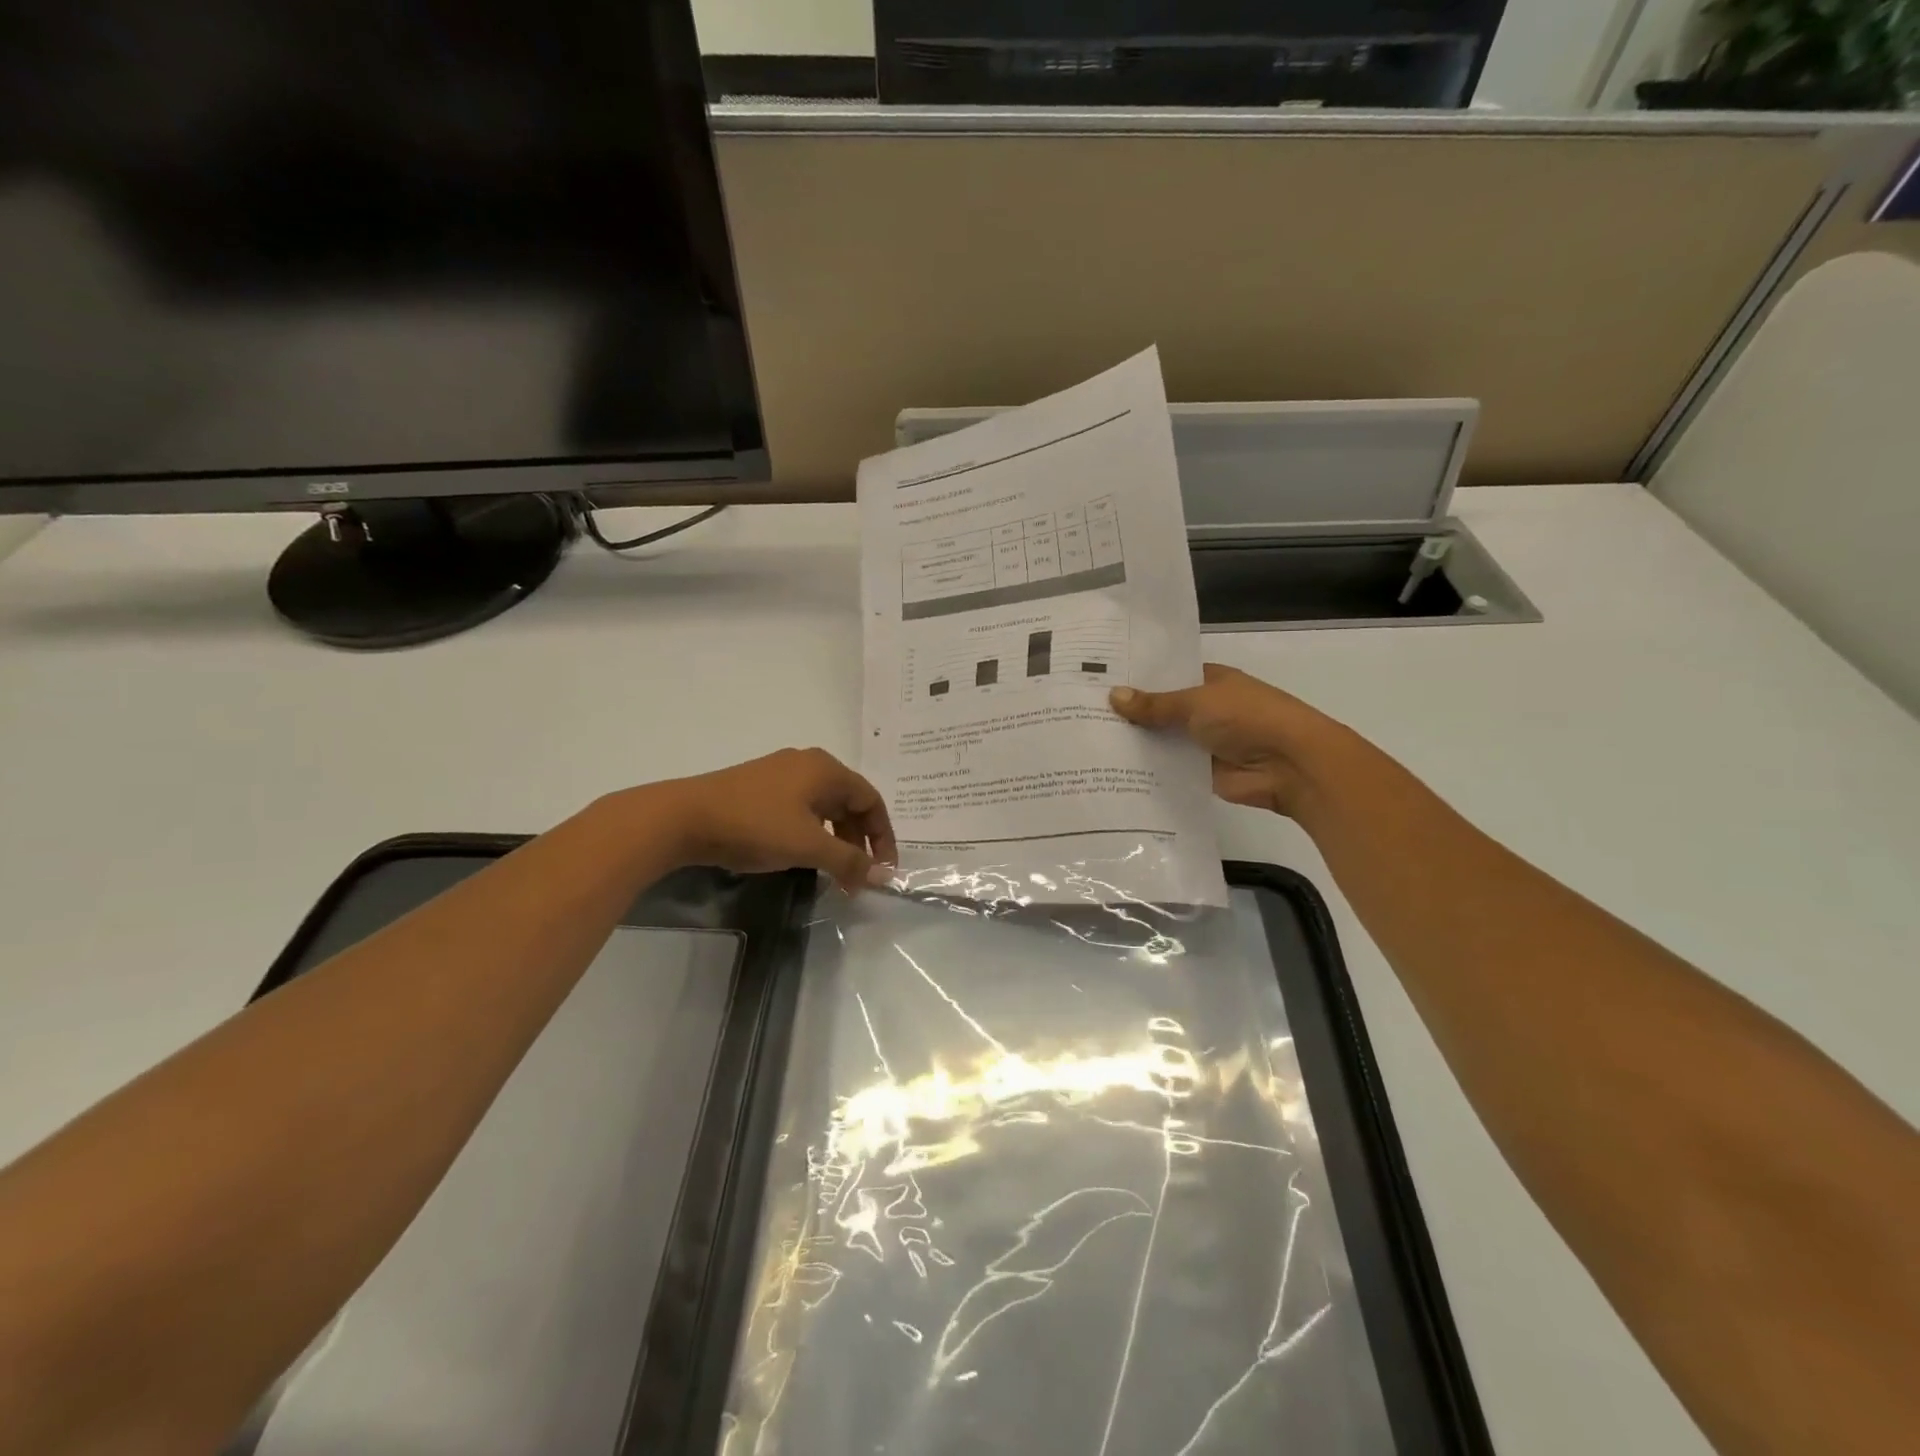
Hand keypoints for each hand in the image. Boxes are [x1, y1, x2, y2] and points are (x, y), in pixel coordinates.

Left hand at [652, 748, 897, 892]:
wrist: (683, 817)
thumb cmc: (755, 826)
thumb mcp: (808, 847)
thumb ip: (848, 860)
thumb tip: (880, 874)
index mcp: (826, 769)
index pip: (871, 800)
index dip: (883, 836)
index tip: (884, 870)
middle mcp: (808, 764)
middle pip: (849, 802)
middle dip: (858, 841)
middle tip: (857, 876)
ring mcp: (780, 773)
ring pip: (823, 807)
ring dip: (835, 840)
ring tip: (833, 872)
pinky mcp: (759, 787)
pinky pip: (801, 808)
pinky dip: (812, 833)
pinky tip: (802, 855)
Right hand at [1109, 664, 1340, 818]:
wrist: (1290, 765)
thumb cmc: (1247, 718)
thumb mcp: (1196, 702)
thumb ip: (1155, 704)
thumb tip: (1113, 696)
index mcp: (1209, 681)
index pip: (1166, 675)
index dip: (1136, 678)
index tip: (1097, 681)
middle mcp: (1205, 708)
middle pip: (1161, 710)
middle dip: (1130, 714)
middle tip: (1081, 713)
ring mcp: (1203, 742)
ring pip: (1162, 740)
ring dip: (1136, 743)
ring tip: (1087, 742)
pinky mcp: (1201, 772)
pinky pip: (1169, 768)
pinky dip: (1148, 769)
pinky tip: (1111, 770)